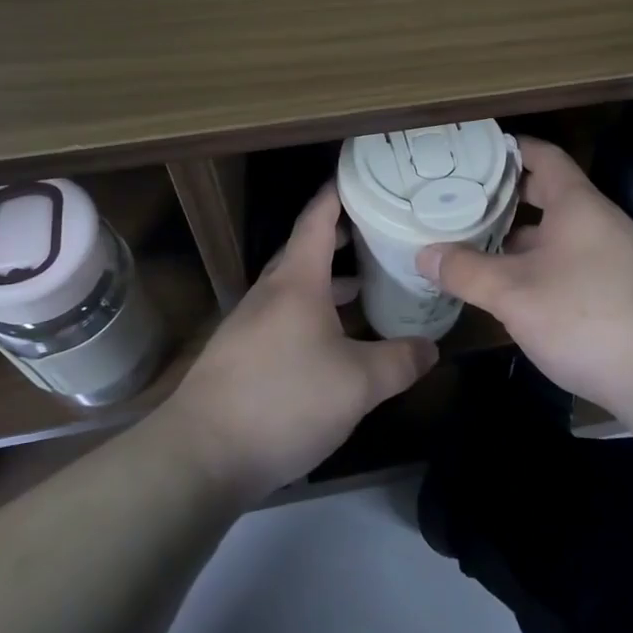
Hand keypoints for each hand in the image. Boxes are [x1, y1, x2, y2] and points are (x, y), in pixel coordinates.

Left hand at [164, 185, 437, 502]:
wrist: (201, 456)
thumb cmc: (284, 401)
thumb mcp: (358, 384)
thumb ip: (400, 361)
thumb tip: (431, 347)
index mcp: (296, 282)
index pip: (317, 219)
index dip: (339, 193)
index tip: (363, 176)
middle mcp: (270, 293)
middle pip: (307, 250)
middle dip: (343, 237)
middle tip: (382, 232)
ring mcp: (251, 324)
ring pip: (297, 287)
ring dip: (330, 280)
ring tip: (368, 285)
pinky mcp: (242, 355)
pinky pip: (286, 316)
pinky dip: (315, 312)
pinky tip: (335, 341)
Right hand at [416, 137, 632, 418]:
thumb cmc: (586, 318)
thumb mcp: (514, 295)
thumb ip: (466, 271)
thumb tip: (423, 253)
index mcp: (577, 204)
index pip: (542, 155)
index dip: (507, 148)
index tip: (470, 153)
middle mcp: (599, 221)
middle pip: (548, 193)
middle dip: (505, 198)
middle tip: (460, 202)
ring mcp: (614, 256)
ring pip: (557, 233)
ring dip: (519, 237)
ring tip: (475, 245)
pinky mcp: (620, 289)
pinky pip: (571, 260)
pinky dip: (539, 264)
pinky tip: (515, 288)